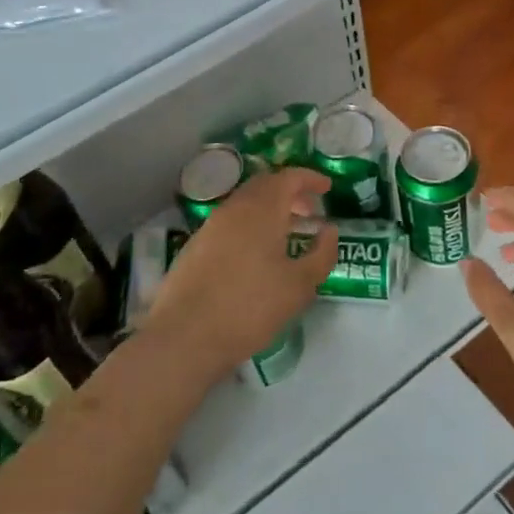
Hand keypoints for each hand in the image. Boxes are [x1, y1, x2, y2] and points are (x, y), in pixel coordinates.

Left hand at [147, 168, 337, 380]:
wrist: (185, 337)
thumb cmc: (250, 307)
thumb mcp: (300, 286)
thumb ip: (322, 253)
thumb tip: (329, 230)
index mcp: (262, 209)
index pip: (288, 177)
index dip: (310, 178)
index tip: (327, 188)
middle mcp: (234, 209)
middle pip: (264, 185)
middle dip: (290, 192)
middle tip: (309, 211)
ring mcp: (210, 226)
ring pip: (245, 204)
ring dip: (269, 210)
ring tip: (287, 234)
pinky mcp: (195, 246)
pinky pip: (230, 222)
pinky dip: (250, 225)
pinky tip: (257, 254)